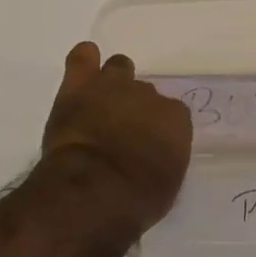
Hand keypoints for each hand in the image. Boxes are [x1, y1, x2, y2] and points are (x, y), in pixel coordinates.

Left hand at [39, 42, 192, 233]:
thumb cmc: (137, 199)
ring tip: (101, 101)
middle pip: (144, 92)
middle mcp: (149, 95)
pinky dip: (84, 60)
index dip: (157, 128)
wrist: (96, 190)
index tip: (146, 144)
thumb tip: (151, 157)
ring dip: (112, 82)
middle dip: (134, 107)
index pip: (171, 114)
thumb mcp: (165, 185)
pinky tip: (83, 67)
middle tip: (120, 129)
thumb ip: (162, 160)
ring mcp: (113, 86)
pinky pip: (82, 57)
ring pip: (118, 68)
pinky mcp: (80, 85)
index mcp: (175, 120)